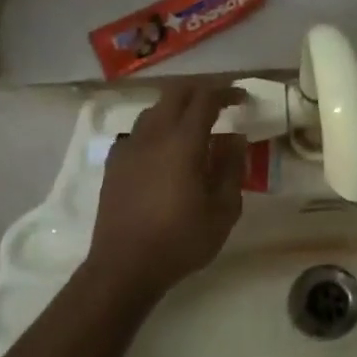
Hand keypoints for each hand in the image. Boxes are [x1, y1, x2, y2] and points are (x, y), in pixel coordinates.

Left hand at [86, 82, 246, 299]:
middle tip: (221, 103)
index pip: (206, 99)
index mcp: (183, 142)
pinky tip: (163, 151)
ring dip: (177, 109)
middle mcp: (153, 135)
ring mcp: (129, 147)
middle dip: (201, 91)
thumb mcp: (222, 210)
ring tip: (194, 127)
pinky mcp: (114, 163)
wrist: (124, 266)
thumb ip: (231, 168)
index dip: (227, 92)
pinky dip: (156, 130)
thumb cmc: (181, 240)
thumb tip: (235, 139)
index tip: (243, 98)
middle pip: (176, 93)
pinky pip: (138, 133)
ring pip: (154, 110)